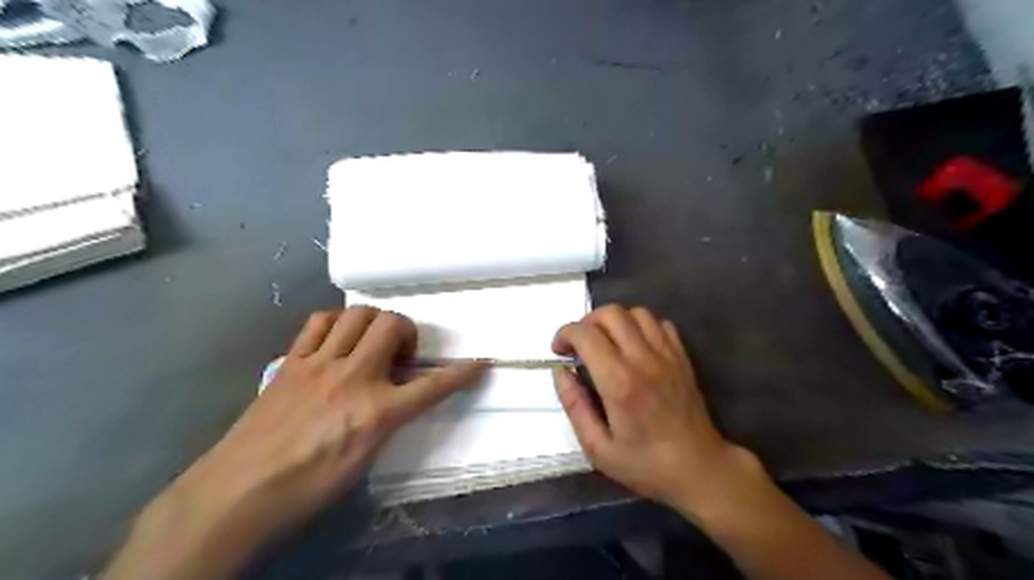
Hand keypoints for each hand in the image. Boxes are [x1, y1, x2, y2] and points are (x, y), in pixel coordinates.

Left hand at [108, 305, 487, 577]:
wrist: (238, 494)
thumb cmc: (307, 488)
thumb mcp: (364, 460)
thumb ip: (387, 420)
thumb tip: (396, 399)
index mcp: (377, 412)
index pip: (433, 386)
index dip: (462, 373)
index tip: (481, 362)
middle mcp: (353, 378)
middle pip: (393, 325)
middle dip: (408, 331)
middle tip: (400, 354)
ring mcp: (319, 364)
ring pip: (358, 314)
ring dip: (374, 322)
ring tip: (370, 342)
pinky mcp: (291, 362)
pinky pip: (319, 322)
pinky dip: (336, 323)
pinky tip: (337, 339)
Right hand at [553, 306, 761, 512]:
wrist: (700, 469)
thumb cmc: (645, 464)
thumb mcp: (598, 448)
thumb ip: (574, 406)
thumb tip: (560, 373)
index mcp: (618, 382)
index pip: (585, 334)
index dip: (564, 334)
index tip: (559, 351)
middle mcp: (643, 360)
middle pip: (611, 313)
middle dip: (587, 322)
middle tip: (580, 345)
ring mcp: (667, 355)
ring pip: (636, 312)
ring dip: (614, 321)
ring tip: (606, 343)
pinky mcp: (682, 357)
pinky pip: (660, 324)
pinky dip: (641, 326)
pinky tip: (634, 346)